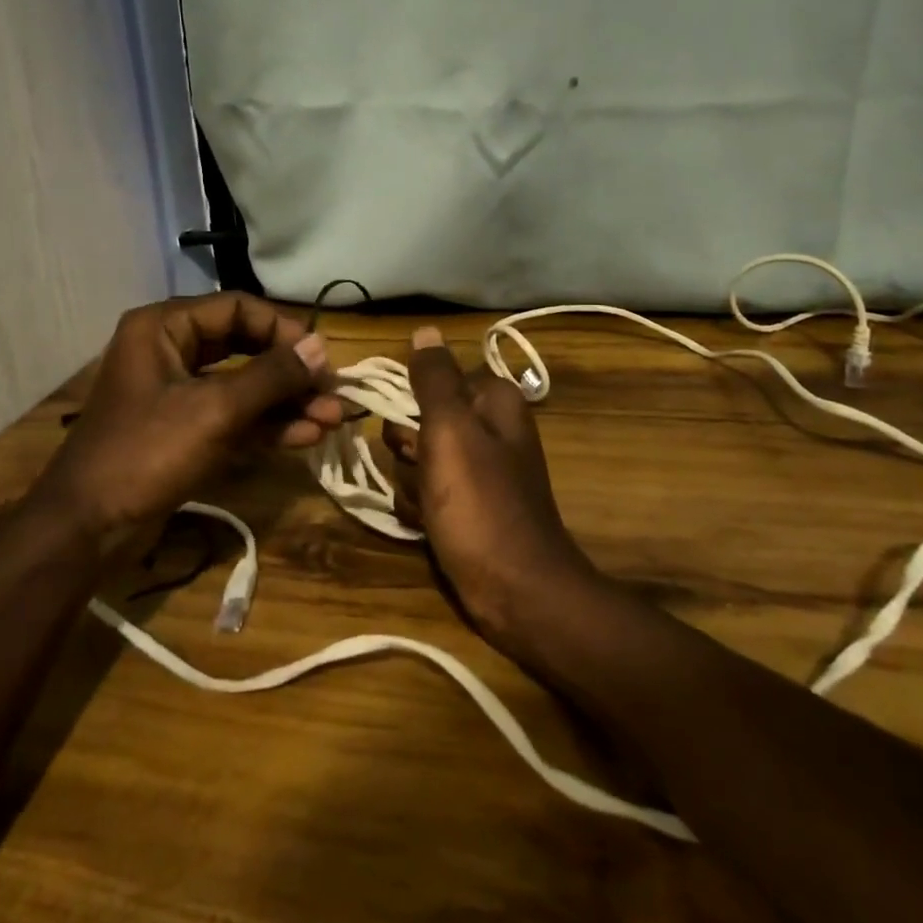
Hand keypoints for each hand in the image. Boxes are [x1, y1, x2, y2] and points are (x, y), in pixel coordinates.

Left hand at [42, 293, 343, 552]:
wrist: (87, 530)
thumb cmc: (146, 454)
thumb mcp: (215, 411)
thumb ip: (272, 376)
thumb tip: (320, 347)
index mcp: (165, 328)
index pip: (237, 308)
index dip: (282, 329)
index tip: (320, 357)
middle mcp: (171, 350)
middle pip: (245, 346)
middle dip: (290, 372)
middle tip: (332, 392)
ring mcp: (178, 393)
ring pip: (244, 385)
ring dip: (286, 403)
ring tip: (331, 420)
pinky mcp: (185, 430)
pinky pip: (233, 416)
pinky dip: (267, 425)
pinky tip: (306, 437)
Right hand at [381, 326, 599, 649]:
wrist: (517, 592)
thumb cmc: (481, 504)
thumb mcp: (451, 430)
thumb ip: (434, 379)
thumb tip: (425, 330)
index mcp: (493, 401)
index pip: (434, 379)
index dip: (413, 402)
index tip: (406, 425)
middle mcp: (489, 429)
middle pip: (422, 420)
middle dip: (408, 447)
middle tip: (422, 470)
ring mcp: (480, 470)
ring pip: (418, 458)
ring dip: (411, 481)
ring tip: (428, 506)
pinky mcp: (469, 506)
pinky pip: (427, 492)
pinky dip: (421, 507)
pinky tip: (428, 526)